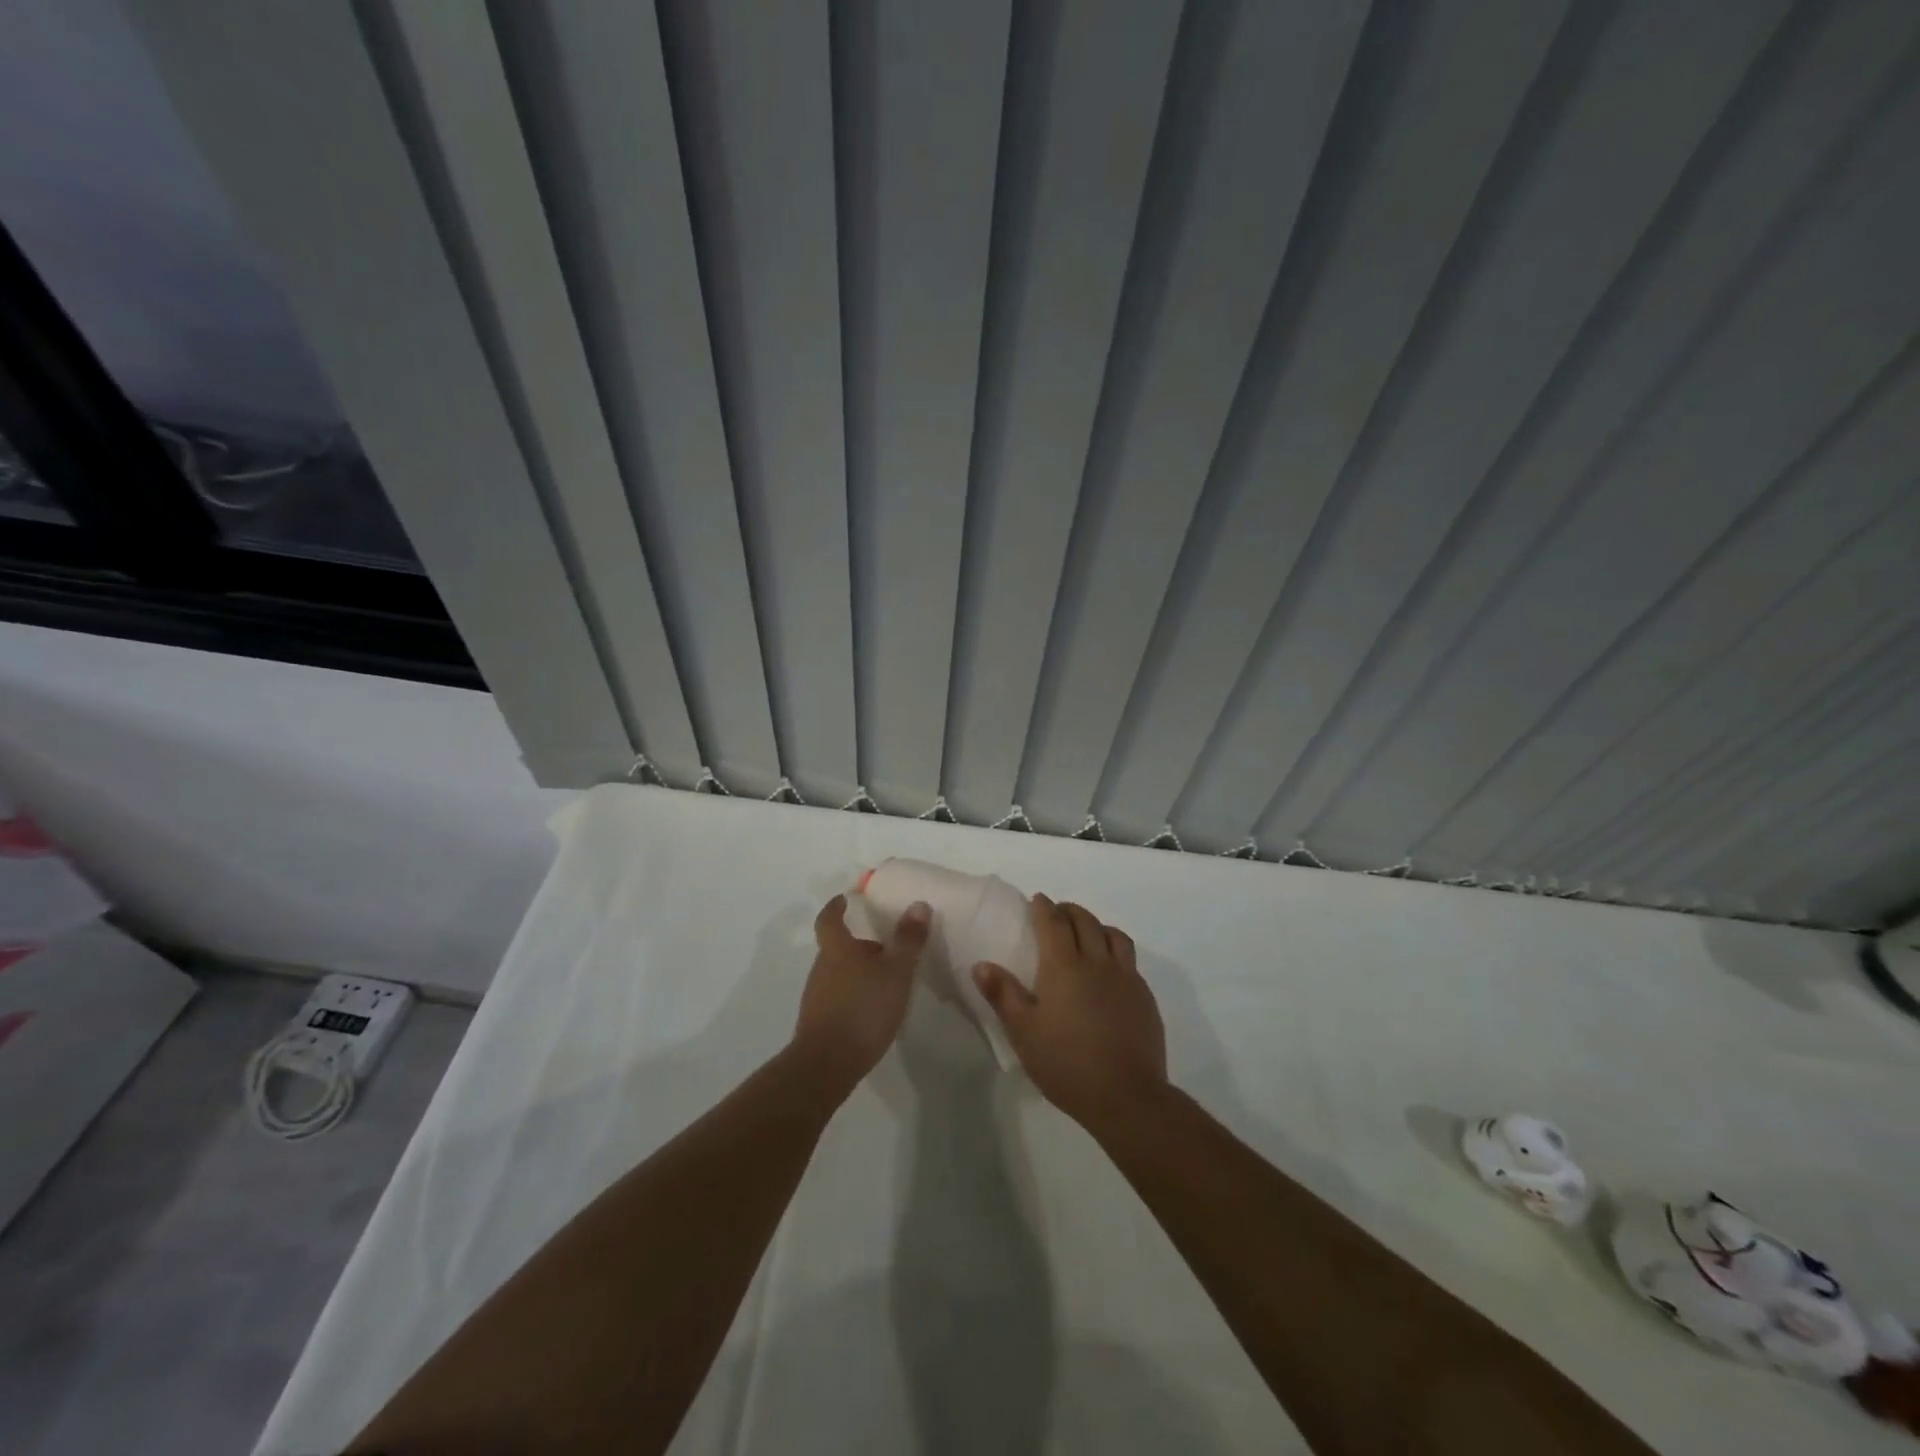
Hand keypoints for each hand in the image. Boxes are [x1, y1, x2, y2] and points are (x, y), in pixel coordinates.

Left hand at [793, 894, 928, 1089]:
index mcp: (837, 949)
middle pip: (838, 948)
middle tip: (886, 949)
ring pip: (839, 974)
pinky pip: (838, 998)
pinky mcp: (819, 1023)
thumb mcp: (896, 971)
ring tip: (887, 983)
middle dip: (860, 946)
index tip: (844, 899)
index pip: (829, 919)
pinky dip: (854, 996)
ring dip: (859, 973)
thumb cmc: (864, 1008)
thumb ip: (908, 940)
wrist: (827, 1064)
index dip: (835, 907)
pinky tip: (873, 1011)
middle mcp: (822, 968)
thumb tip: (917, 905)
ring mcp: (817, 997)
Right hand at [972, 894, 1166, 1131]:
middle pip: (1086, 921)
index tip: (1037, 900)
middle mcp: (1097, 962)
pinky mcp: (1145, 997)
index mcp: (1064, 966)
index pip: (1054, 922)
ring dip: (1098, 926)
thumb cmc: (1065, 1063)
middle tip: (1058, 913)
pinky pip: (1131, 961)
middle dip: (1070, 911)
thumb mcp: (1023, 1032)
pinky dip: (1117, 952)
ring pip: (1115, 936)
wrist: (1125, 1095)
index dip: (1044, 908)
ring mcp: (1126, 978)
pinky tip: (1111, 971)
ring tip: (1088, 933)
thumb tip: (982, 964)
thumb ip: (1003, 994)